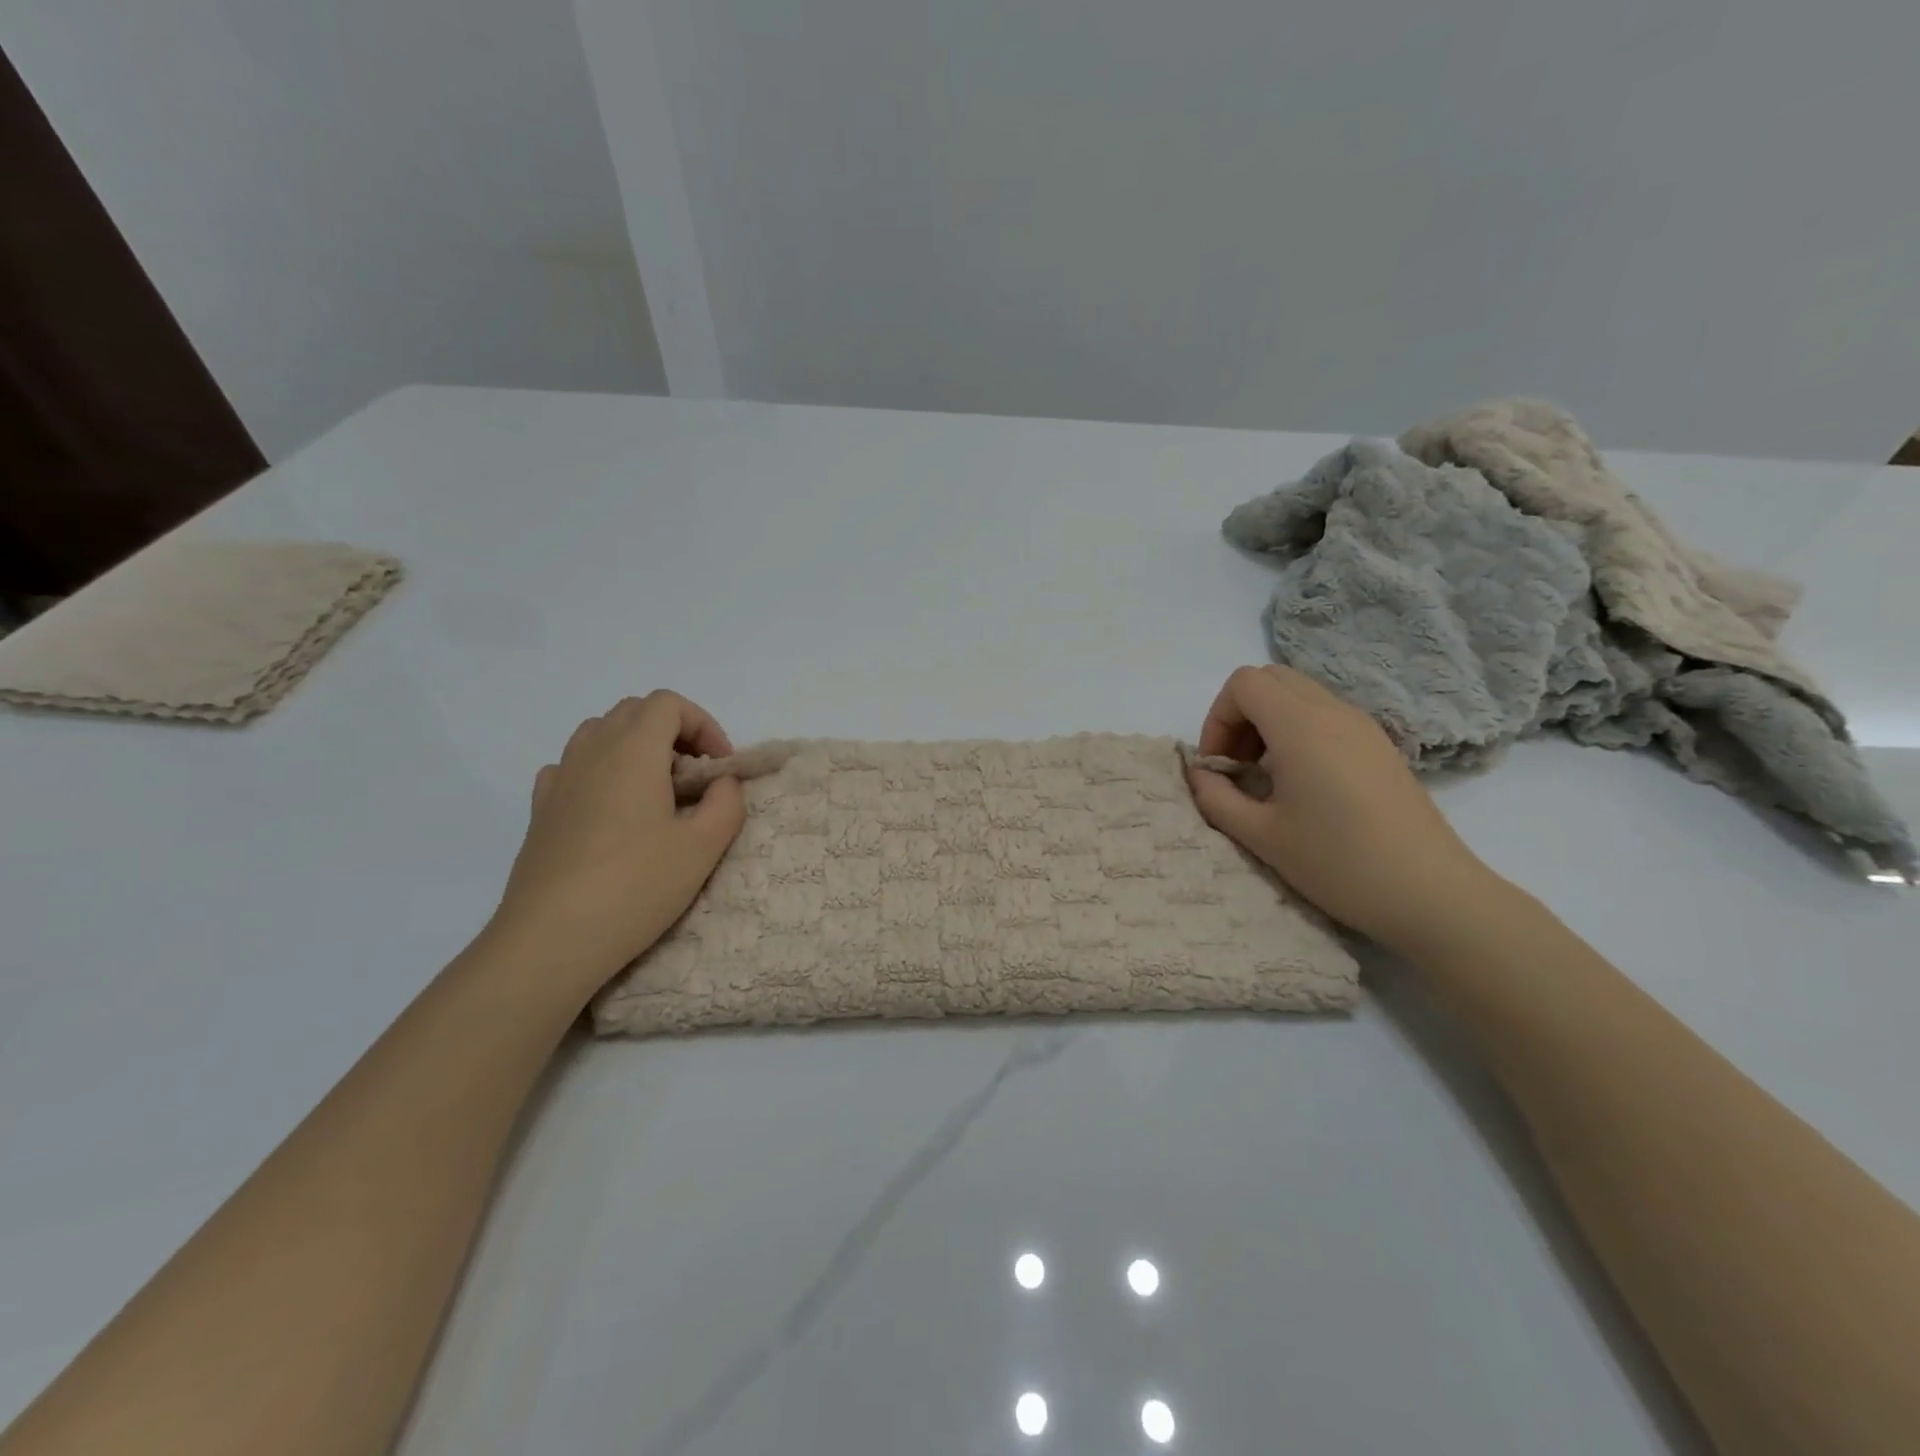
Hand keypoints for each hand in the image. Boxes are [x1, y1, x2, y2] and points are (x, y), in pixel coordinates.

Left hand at [488, 691, 746, 994]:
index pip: (669, 704)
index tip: (720, 766)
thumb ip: (727, 803)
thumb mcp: (703, 848)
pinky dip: (600, 770)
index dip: (704, 724)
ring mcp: (559, 779)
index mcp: (633, 751)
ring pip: (599, 733)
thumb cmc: (635, 887)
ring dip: (636, 747)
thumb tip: (722, 783)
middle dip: (673, 732)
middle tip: (695, 777)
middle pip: (634, 711)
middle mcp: (591, 752)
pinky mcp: (540, 810)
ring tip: (657, 792)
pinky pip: (572, 766)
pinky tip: (611, 809)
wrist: (550, 939)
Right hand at [1187, 665, 1501, 954]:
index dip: (1217, 718)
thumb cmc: (1338, 863)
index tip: (1218, 766)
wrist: (1431, 894)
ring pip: (1299, 695)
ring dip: (1268, 723)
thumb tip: (1200, 774)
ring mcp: (1363, 726)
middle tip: (1237, 766)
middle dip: (1240, 715)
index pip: (1244, 684)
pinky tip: (1302, 784)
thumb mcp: (1261, 836)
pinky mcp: (1380, 746)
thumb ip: (1216, 797)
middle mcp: (1334, 712)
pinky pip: (1325, 715)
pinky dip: (1298, 732)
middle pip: (1271, 679)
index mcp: (1301, 727)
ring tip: (1266, 778)